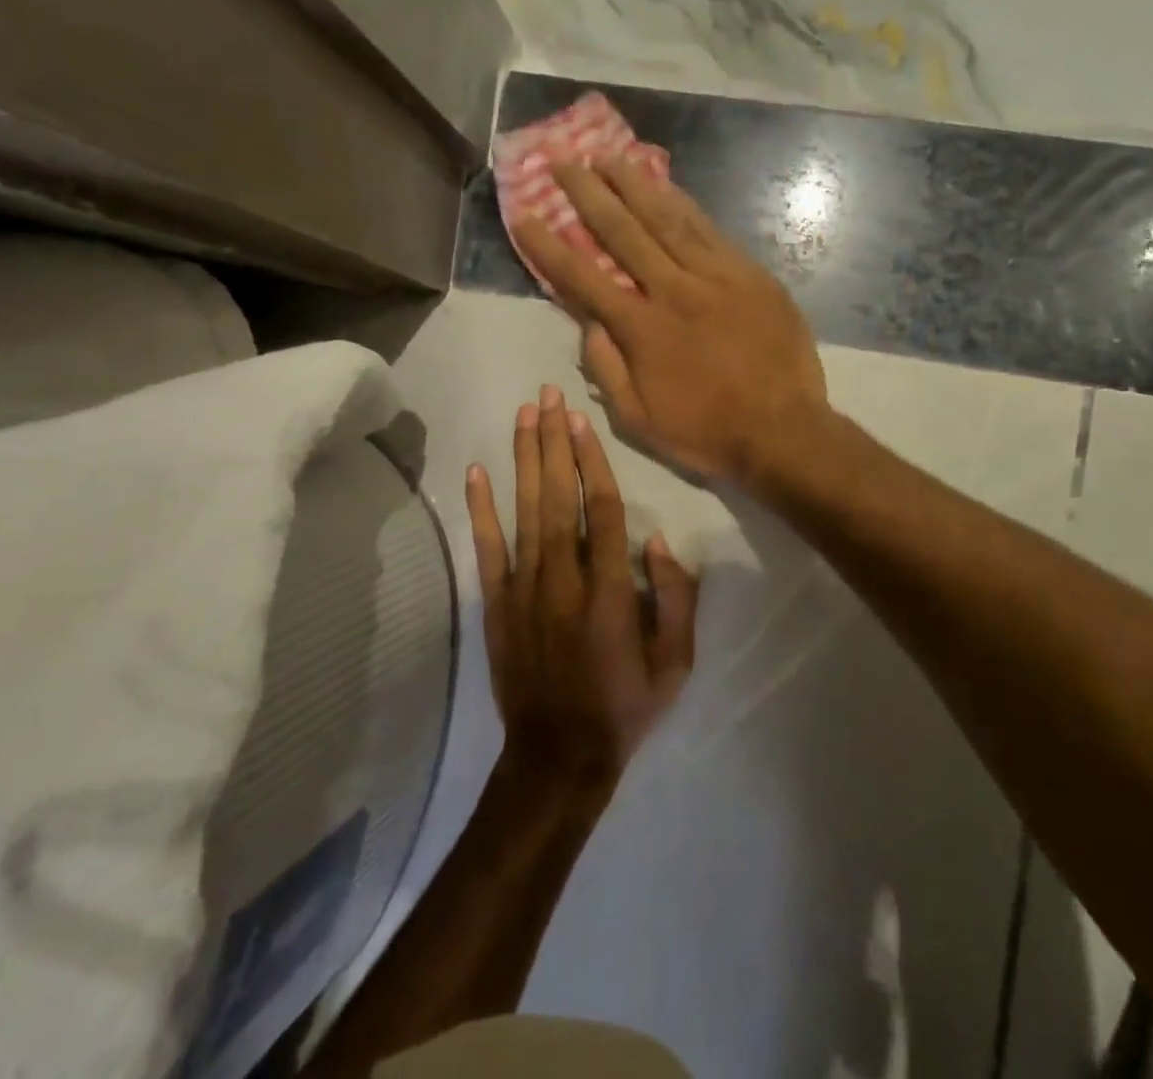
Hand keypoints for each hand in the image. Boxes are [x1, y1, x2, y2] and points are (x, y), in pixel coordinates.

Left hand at [465, 384, 699, 791]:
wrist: (558, 757)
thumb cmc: (625, 707)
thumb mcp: (676, 664)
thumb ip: (676, 600)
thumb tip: (657, 542)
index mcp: (611, 592)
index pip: (603, 510)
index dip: (592, 461)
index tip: (581, 420)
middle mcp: (565, 579)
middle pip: (559, 497)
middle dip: (554, 442)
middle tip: (547, 395)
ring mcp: (525, 590)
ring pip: (525, 511)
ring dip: (524, 460)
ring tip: (523, 415)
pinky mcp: (496, 604)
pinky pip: (488, 549)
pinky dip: (481, 509)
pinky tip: (476, 472)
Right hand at [511, 160, 829, 486]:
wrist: (784, 431)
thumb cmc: (706, 432)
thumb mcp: (638, 420)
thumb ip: (606, 368)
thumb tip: (587, 322)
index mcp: (641, 329)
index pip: (582, 278)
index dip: (548, 245)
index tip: (524, 214)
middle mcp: (673, 291)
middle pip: (622, 232)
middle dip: (588, 194)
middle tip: (564, 161)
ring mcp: (715, 277)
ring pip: (667, 219)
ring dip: (634, 185)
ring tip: (609, 156)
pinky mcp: (750, 274)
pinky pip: (710, 230)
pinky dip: (684, 204)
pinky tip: (667, 185)